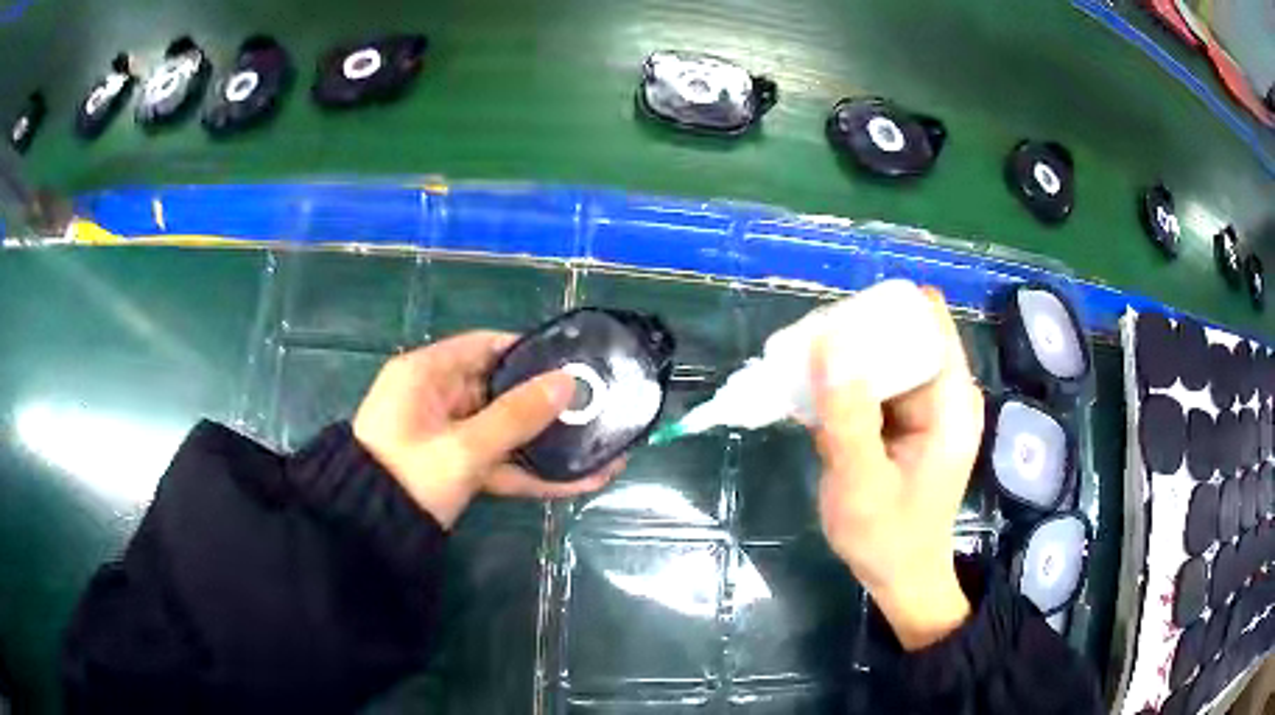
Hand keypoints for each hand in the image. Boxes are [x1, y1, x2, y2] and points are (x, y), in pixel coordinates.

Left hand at [353, 331, 624, 528]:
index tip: (571, 361)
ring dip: (545, 445)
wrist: (370, 536)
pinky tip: (578, 483)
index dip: (529, 351)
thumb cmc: (409, 477)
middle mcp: (436, 398)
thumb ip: (516, 416)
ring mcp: (446, 435)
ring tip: (599, 448)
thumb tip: (568, 383)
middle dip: (546, 405)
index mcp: (426, 374)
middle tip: (594, 407)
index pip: (484, 346)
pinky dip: (530, 472)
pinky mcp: (454, 467)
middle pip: (500, 390)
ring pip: (503, 431)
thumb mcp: (464, 448)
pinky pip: (497, 461)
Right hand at [809, 289, 983, 650]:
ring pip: (883, 359)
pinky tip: (809, 399)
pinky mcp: (904, 422)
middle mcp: (944, 394)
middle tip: (803, 350)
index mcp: (951, 401)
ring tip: (796, 372)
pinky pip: (873, 386)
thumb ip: (847, 416)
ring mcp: (924, 408)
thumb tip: (830, 341)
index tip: (837, 322)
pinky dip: (843, 388)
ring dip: (843, 362)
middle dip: (854, 337)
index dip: (884, 310)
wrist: (899, 579)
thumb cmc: (888, 538)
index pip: (929, 320)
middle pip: (902, 335)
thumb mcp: (862, 482)